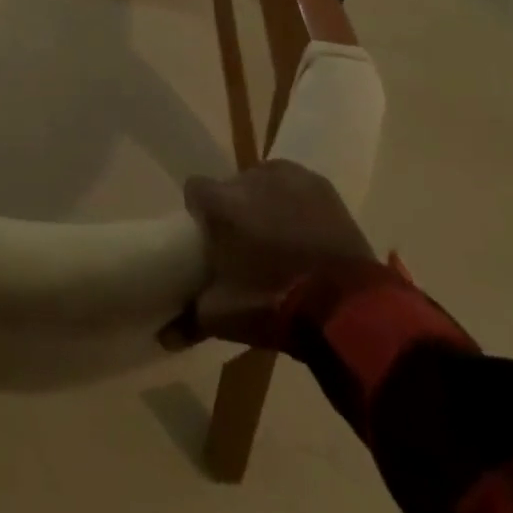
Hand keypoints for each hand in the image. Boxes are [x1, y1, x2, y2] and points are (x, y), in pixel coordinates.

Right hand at [166, 160, 378, 350]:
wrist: (349, 306)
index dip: (200, 213)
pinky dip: (295, 202)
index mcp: (221, 202)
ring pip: (264, 183)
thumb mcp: (226, 316)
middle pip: (231, 187)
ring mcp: (288, 176)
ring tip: (278, 239)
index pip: (195, 191)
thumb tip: (162, 336)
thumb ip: (190, 319)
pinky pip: (295, 186)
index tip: (209, 238)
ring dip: (264, 203)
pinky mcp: (320, 184)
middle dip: (235, 210)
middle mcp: (250, 177)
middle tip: (246, 246)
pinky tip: (305, 231)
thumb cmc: (276, 302)